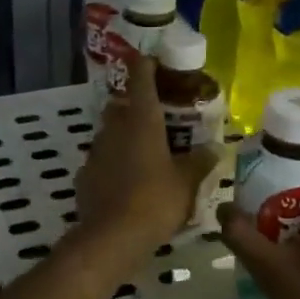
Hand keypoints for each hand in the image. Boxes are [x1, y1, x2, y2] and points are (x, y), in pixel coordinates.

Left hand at [73, 56, 219, 269]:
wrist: (112, 238)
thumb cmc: (156, 200)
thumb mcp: (187, 182)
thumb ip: (200, 161)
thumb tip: (215, 147)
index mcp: (142, 121)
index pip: (141, 79)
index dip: (146, 65)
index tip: (154, 60)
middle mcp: (115, 129)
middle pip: (121, 105)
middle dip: (135, 106)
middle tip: (157, 116)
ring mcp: (95, 152)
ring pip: (109, 133)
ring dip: (124, 136)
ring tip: (145, 151)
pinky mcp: (84, 176)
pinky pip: (101, 161)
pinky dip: (113, 164)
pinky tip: (126, 180)